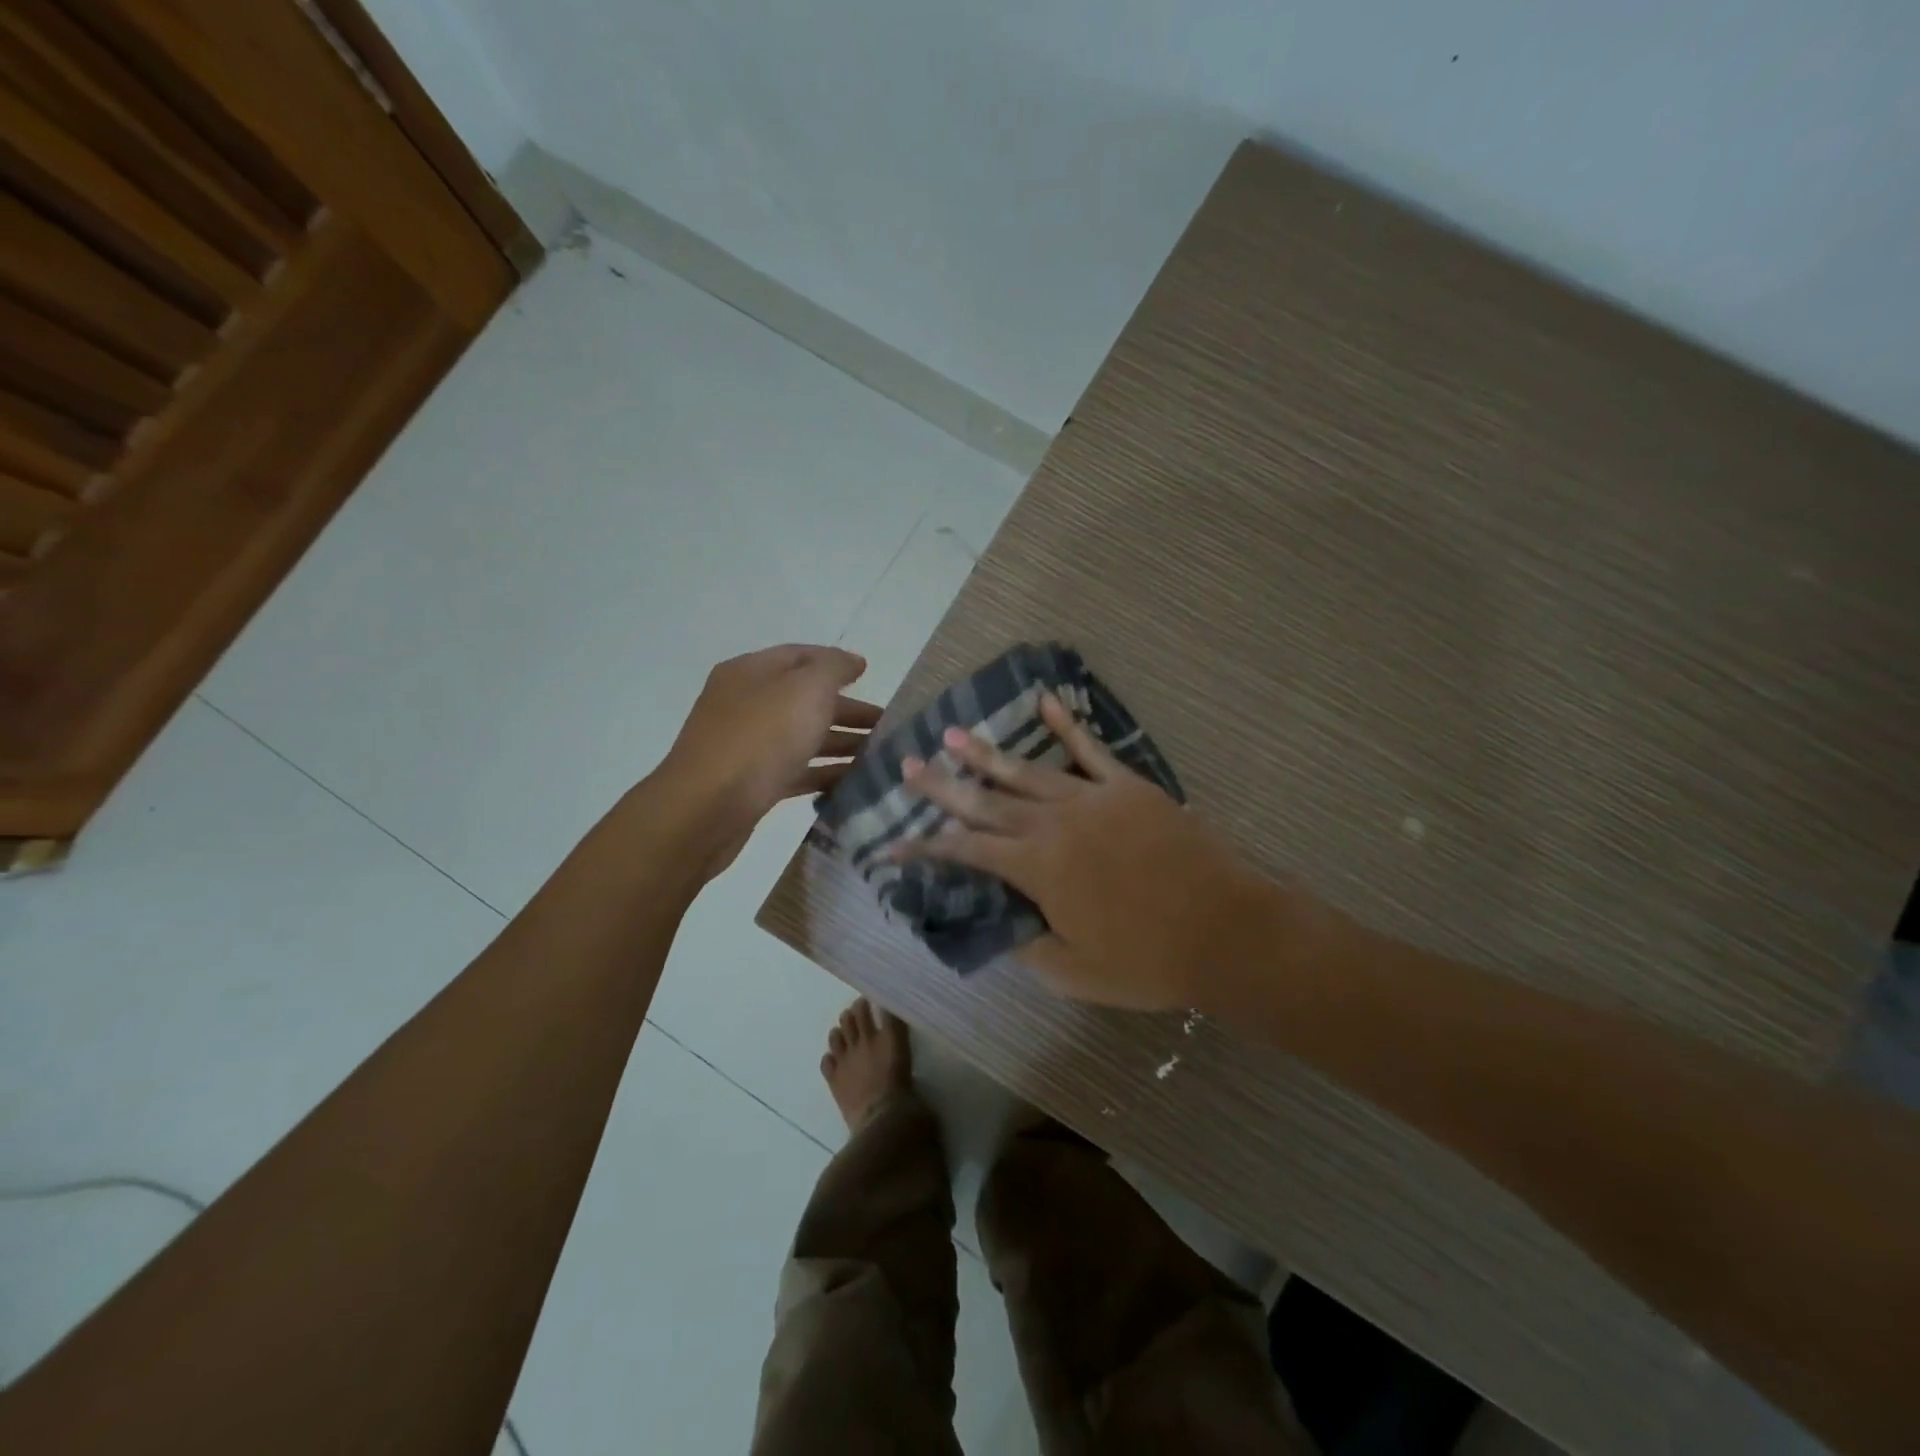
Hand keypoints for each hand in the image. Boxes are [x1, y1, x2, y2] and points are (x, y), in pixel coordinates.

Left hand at [659, 644, 879, 876]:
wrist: (706, 810)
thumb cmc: (760, 738)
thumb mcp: (806, 689)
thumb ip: (834, 668)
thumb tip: (852, 661)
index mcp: (751, 672)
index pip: (800, 655)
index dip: (837, 662)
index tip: (871, 676)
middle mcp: (745, 703)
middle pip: (804, 699)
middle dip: (847, 710)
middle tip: (886, 726)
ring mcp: (746, 746)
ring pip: (802, 737)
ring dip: (841, 743)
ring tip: (879, 756)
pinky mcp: (752, 784)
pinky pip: (796, 771)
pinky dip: (824, 773)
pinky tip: (853, 782)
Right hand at [896, 693, 1275, 1010]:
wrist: (1227, 930)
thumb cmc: (1149, 960)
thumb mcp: (1076, 972)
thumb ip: (1030, 946)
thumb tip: (1003, 926)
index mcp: (1037, 869)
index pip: (966, 851)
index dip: (925, 848)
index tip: (891, 845)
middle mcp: (1054, 824)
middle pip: (986, 800)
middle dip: (943, 786)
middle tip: (908, 764)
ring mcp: (1092, 799)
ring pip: (1027, 771)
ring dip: (986, 754)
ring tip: (953, 734)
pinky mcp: (1129, 787)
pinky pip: (1091, 750)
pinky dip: (1066, 725)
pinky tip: (1045, 702)